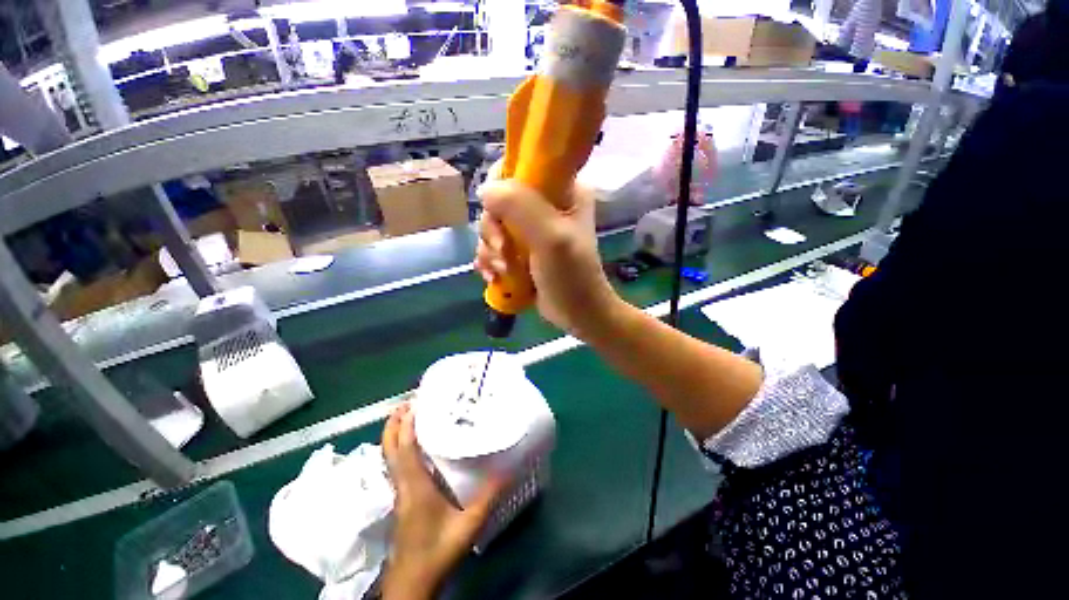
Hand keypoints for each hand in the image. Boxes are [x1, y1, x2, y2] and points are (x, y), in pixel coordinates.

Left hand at [381, 403, 504, 599]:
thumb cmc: (439, 548)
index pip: (403, 444)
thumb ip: (488, 497)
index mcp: (414, 484)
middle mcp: (401, 484)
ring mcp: (397, 495)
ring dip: (394, 437)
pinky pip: (395, 470)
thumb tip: (509, 469)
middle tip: (410, 405)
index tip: (415, 400)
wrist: (415, 574)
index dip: (405, 421)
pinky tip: (416, 460)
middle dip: (394, 423)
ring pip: (389, 458)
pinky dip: (399, 454)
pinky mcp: (400, 505)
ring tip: (410, 424)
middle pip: (389, 447)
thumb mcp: (469, 523)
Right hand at [475, 178, 621, 335]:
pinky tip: (496, 276)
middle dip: (493, 228)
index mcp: (562, 187)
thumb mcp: (551, 236)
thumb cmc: (573, 274)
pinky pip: (491, 244)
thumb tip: (484, 189)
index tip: (496, 211)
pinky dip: (489, 260)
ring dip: (490, 248)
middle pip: (498, 198)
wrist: (580, 316)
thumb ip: (520, 206)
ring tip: (504, 269)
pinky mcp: (520, 246)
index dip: (501, 185)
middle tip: (503, 249)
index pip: (521, 166)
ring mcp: (531, 224)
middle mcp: (545, 200)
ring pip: (491, 223)